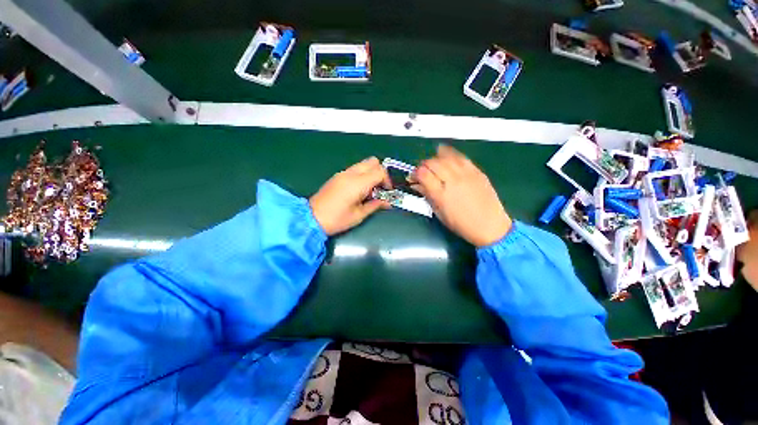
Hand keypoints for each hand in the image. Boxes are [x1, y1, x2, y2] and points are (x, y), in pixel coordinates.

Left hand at [310, 157, 391, 235]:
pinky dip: (362, 175)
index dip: (387, 180)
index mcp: (357, 183)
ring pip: (363, 164)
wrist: (311, 218)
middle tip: (380, 188)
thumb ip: (375, 205)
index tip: (386, 192)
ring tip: (370, 191)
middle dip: (380, 173)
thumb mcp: (359, 215)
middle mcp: (350, 174)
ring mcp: (342, 173)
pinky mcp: (337, 176)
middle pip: (373, 161)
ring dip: (371, 173)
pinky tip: (359, 190)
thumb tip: (387, 202)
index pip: (380, 171)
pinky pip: (355, 169)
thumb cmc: (336, 219)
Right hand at [411, 145, 511, 246]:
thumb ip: (428, 196)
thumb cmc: (461, 224)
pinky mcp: (477, 171)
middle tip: (423, 171)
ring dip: (436, 158)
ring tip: (434, 163)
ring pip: (446, 157)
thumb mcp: (440, 213)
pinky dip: (451, 154)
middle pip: (432, 163)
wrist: (490, 226)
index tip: (414, 177)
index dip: (415, 173)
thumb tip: (417, 185)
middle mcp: (452, 181)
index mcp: (441, 195)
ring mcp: (466, 174)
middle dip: (423, 165)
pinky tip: (446, 155)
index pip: (423, 174)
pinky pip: (461, 157)